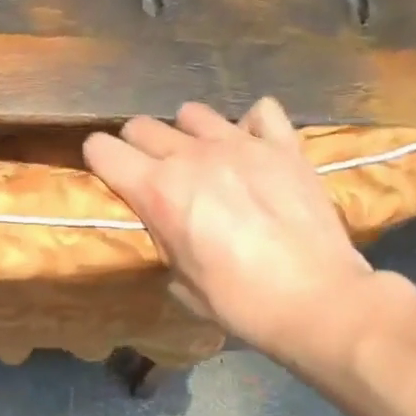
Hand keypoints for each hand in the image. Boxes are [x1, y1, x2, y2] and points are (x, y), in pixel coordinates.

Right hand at [83, 98, 378, 359]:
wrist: (317, 300)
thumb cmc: (241, 303)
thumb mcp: (182, 282)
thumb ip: (165, 239)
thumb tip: (167, 223)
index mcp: (158, 191)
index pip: (103, 150)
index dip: (99, 160)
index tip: (107, 173)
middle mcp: (192, 156)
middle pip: (142, 126)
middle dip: (139, 146)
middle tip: (155, 172)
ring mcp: (241, 144)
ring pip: (193, 112)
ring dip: (189, 133)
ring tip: (205, 158)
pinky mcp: (283, 145)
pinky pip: (261, 112)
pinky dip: (252, 125)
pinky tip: (255, 147)